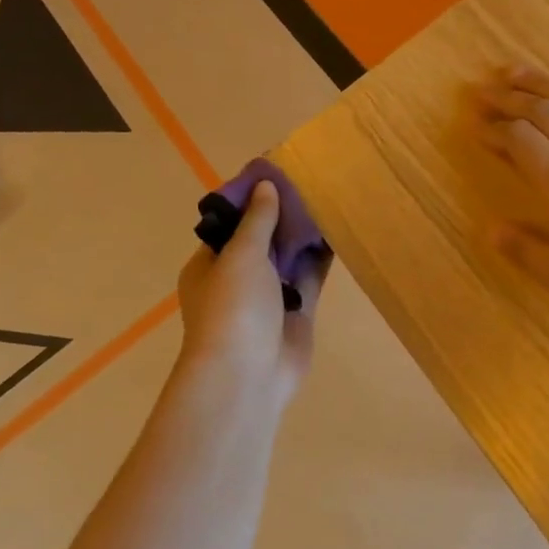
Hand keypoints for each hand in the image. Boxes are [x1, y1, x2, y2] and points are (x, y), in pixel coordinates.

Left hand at [176, 181, 329, 406]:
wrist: (248, 374)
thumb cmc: (233, 309)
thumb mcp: (240, 256)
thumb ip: (257, 221)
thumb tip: (266, 186)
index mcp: (210, 265)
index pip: (230, 225)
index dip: (251, 201)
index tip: (277, 174)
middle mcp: (238, 278)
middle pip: (262, 239)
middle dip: (283, 215)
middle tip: (310, 182)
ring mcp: (269, 297)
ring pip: (288, 257)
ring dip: (304, 235)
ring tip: (328, 199)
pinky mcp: (298, 312)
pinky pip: (310, 278)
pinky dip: (320, 258)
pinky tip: (338, 232)